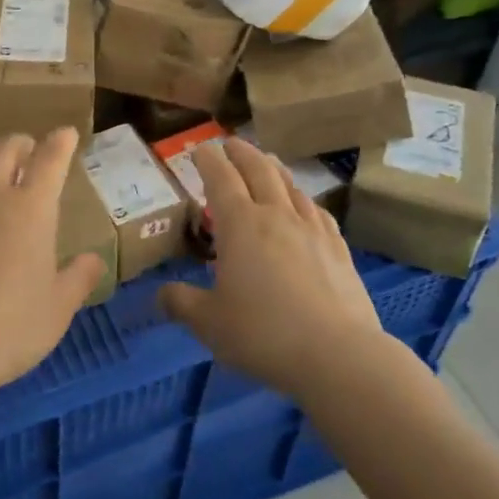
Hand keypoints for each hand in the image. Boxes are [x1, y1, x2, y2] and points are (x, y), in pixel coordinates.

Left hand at [0, 129, 105, 399]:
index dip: (61, 142)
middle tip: (30, 149)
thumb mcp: (55, 311)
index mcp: (31, 208)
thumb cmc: (5, 329)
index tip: (66, 134)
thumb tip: (94, 259)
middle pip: (7, 148)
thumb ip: (78, 279)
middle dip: (23, 143)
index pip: (50, 159)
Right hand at [158, 138, 389, 399]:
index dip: (208, 159)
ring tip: (266, 163)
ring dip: (274, 169)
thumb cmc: (264, 333)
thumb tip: (159, 296)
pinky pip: (317, 211)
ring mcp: (312, 229)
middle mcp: (276, 215)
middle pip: (258, 170)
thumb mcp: (210, 323)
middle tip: (231, 143)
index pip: (220, 178)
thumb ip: (182, 304)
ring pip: (290, 186)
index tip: (199, 148)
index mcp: (240, 224)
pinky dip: (303, 199)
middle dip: (241, 153)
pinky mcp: (339, 249)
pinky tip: (305, 206)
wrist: (338, 355)